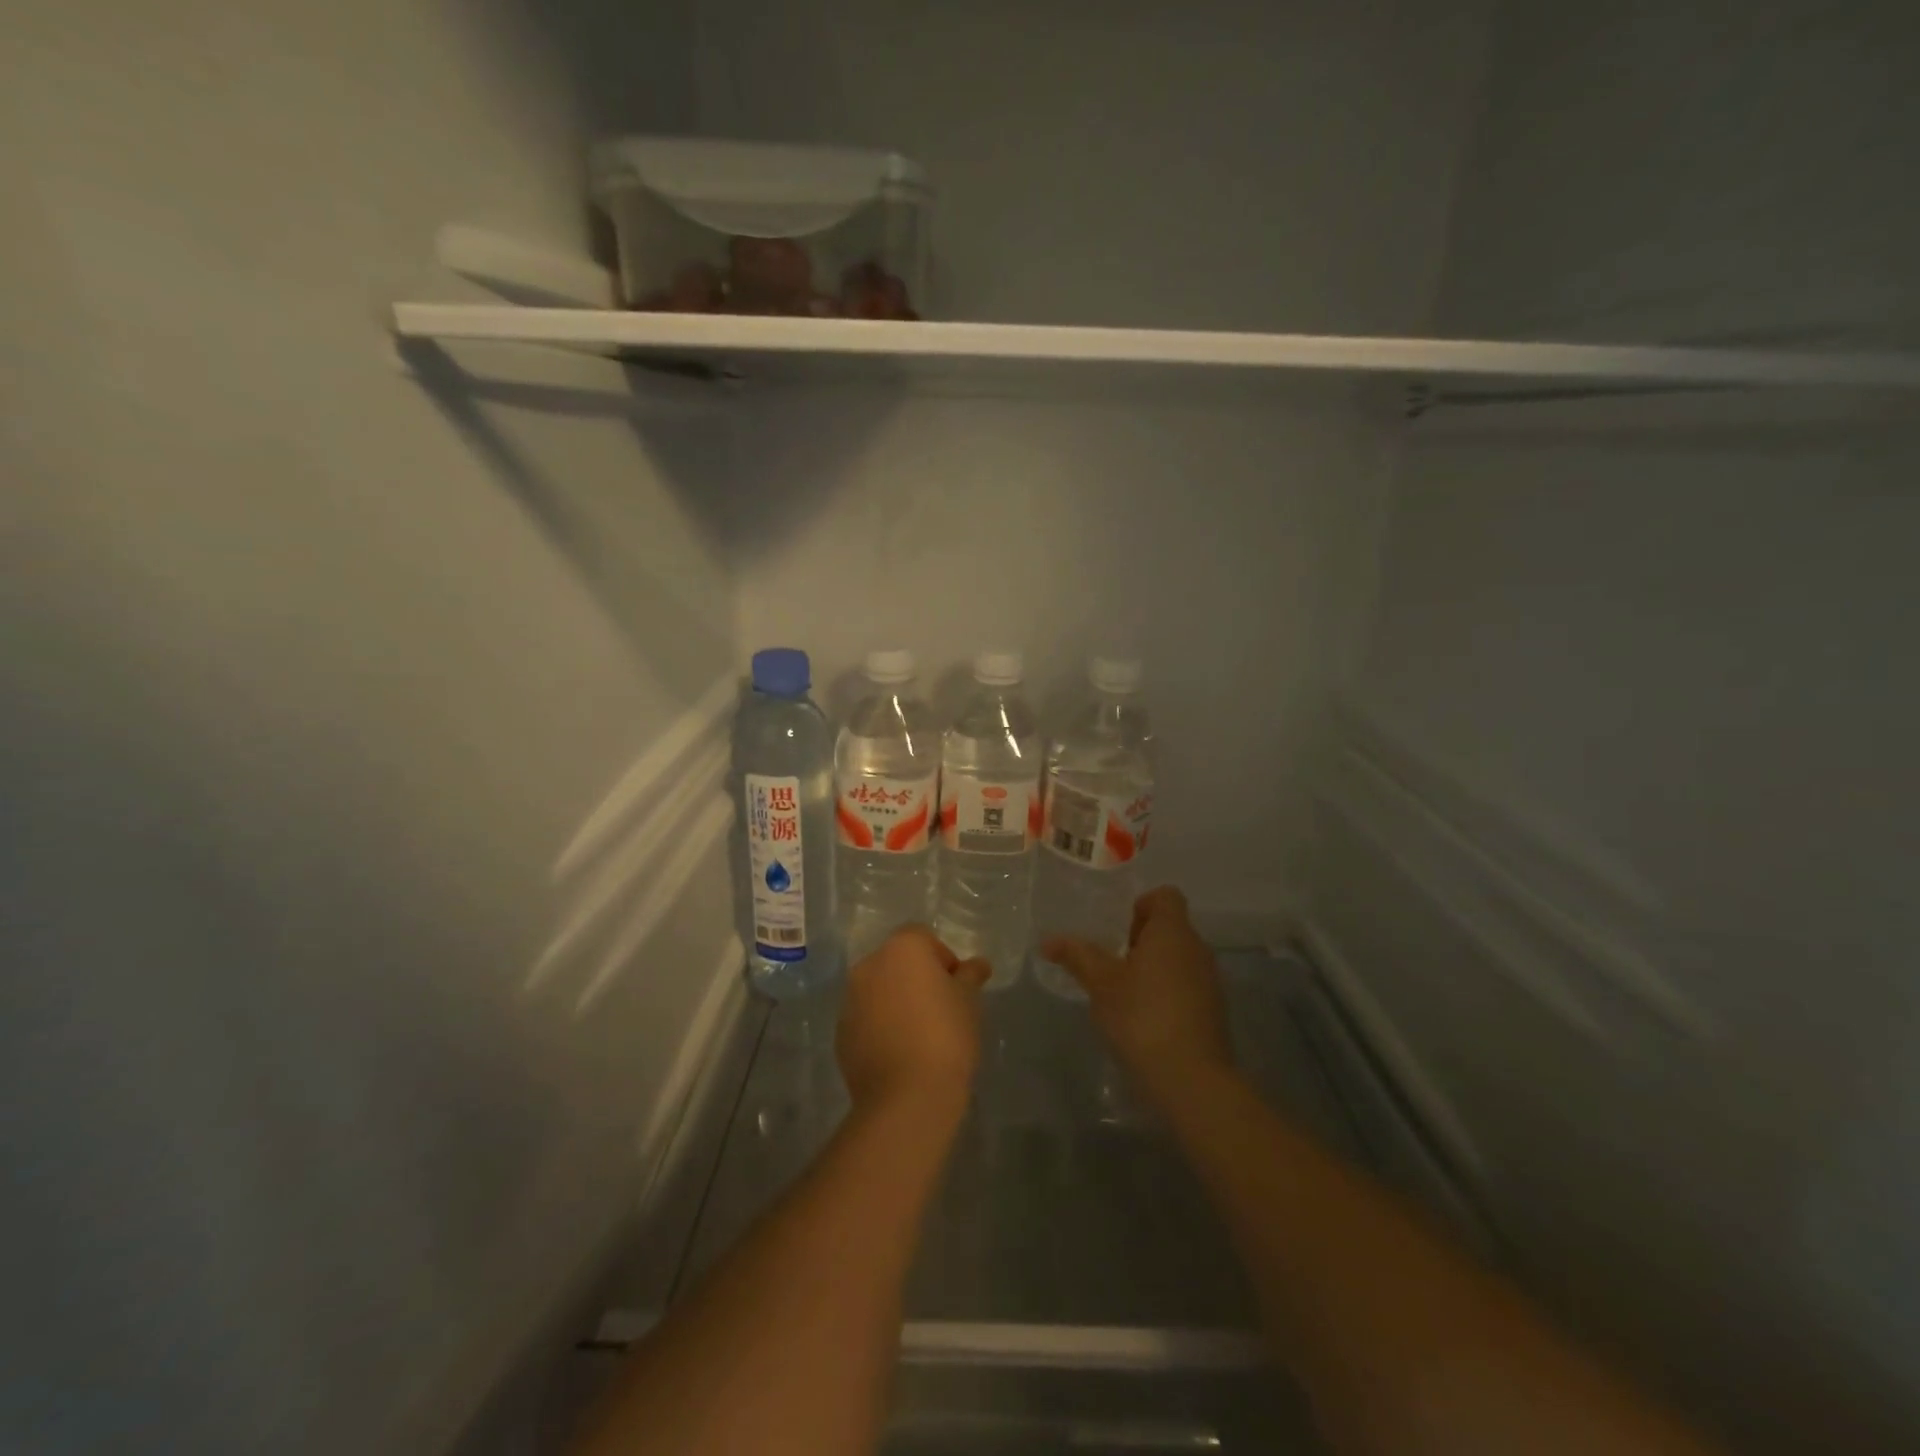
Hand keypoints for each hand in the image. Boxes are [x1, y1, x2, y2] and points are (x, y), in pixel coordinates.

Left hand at [837, 925, 989, 1123]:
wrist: (906, 1096)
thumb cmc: (946, 1036)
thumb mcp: (969, 1001)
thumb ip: (970, 976)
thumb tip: (977, 964)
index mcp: (902, 949)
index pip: (923, 938)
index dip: (943, 959)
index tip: (957, 988)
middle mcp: (869, 965)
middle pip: (897, 961)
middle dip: (917, 978)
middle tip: (942, 1009)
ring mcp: (850, 999)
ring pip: (879, 989)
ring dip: (896, 1001)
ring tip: (920, 1034)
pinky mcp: (841, 1032)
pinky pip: (866, 1018)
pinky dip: (881, 1026)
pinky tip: (901, 1053)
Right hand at [1041, 886, 1234, 1109]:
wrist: (1191, 1079)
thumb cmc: (1142, 1017)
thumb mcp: (1101, 984)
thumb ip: (1077, 956)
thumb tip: (1048, 940)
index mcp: (1172, 931)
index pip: (1165, 896)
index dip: (1140, 905)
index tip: (1117, 930)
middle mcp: (1197, 948)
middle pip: (1170, 927)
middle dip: (1139, 939)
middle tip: (1110, 962)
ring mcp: (1210, 981)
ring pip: (1178, 958)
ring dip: (1152, 967)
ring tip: (1122, 992)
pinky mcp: (1213, 1011)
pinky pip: (1186, 985)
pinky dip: (1165, 992)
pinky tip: (1143, 1018)